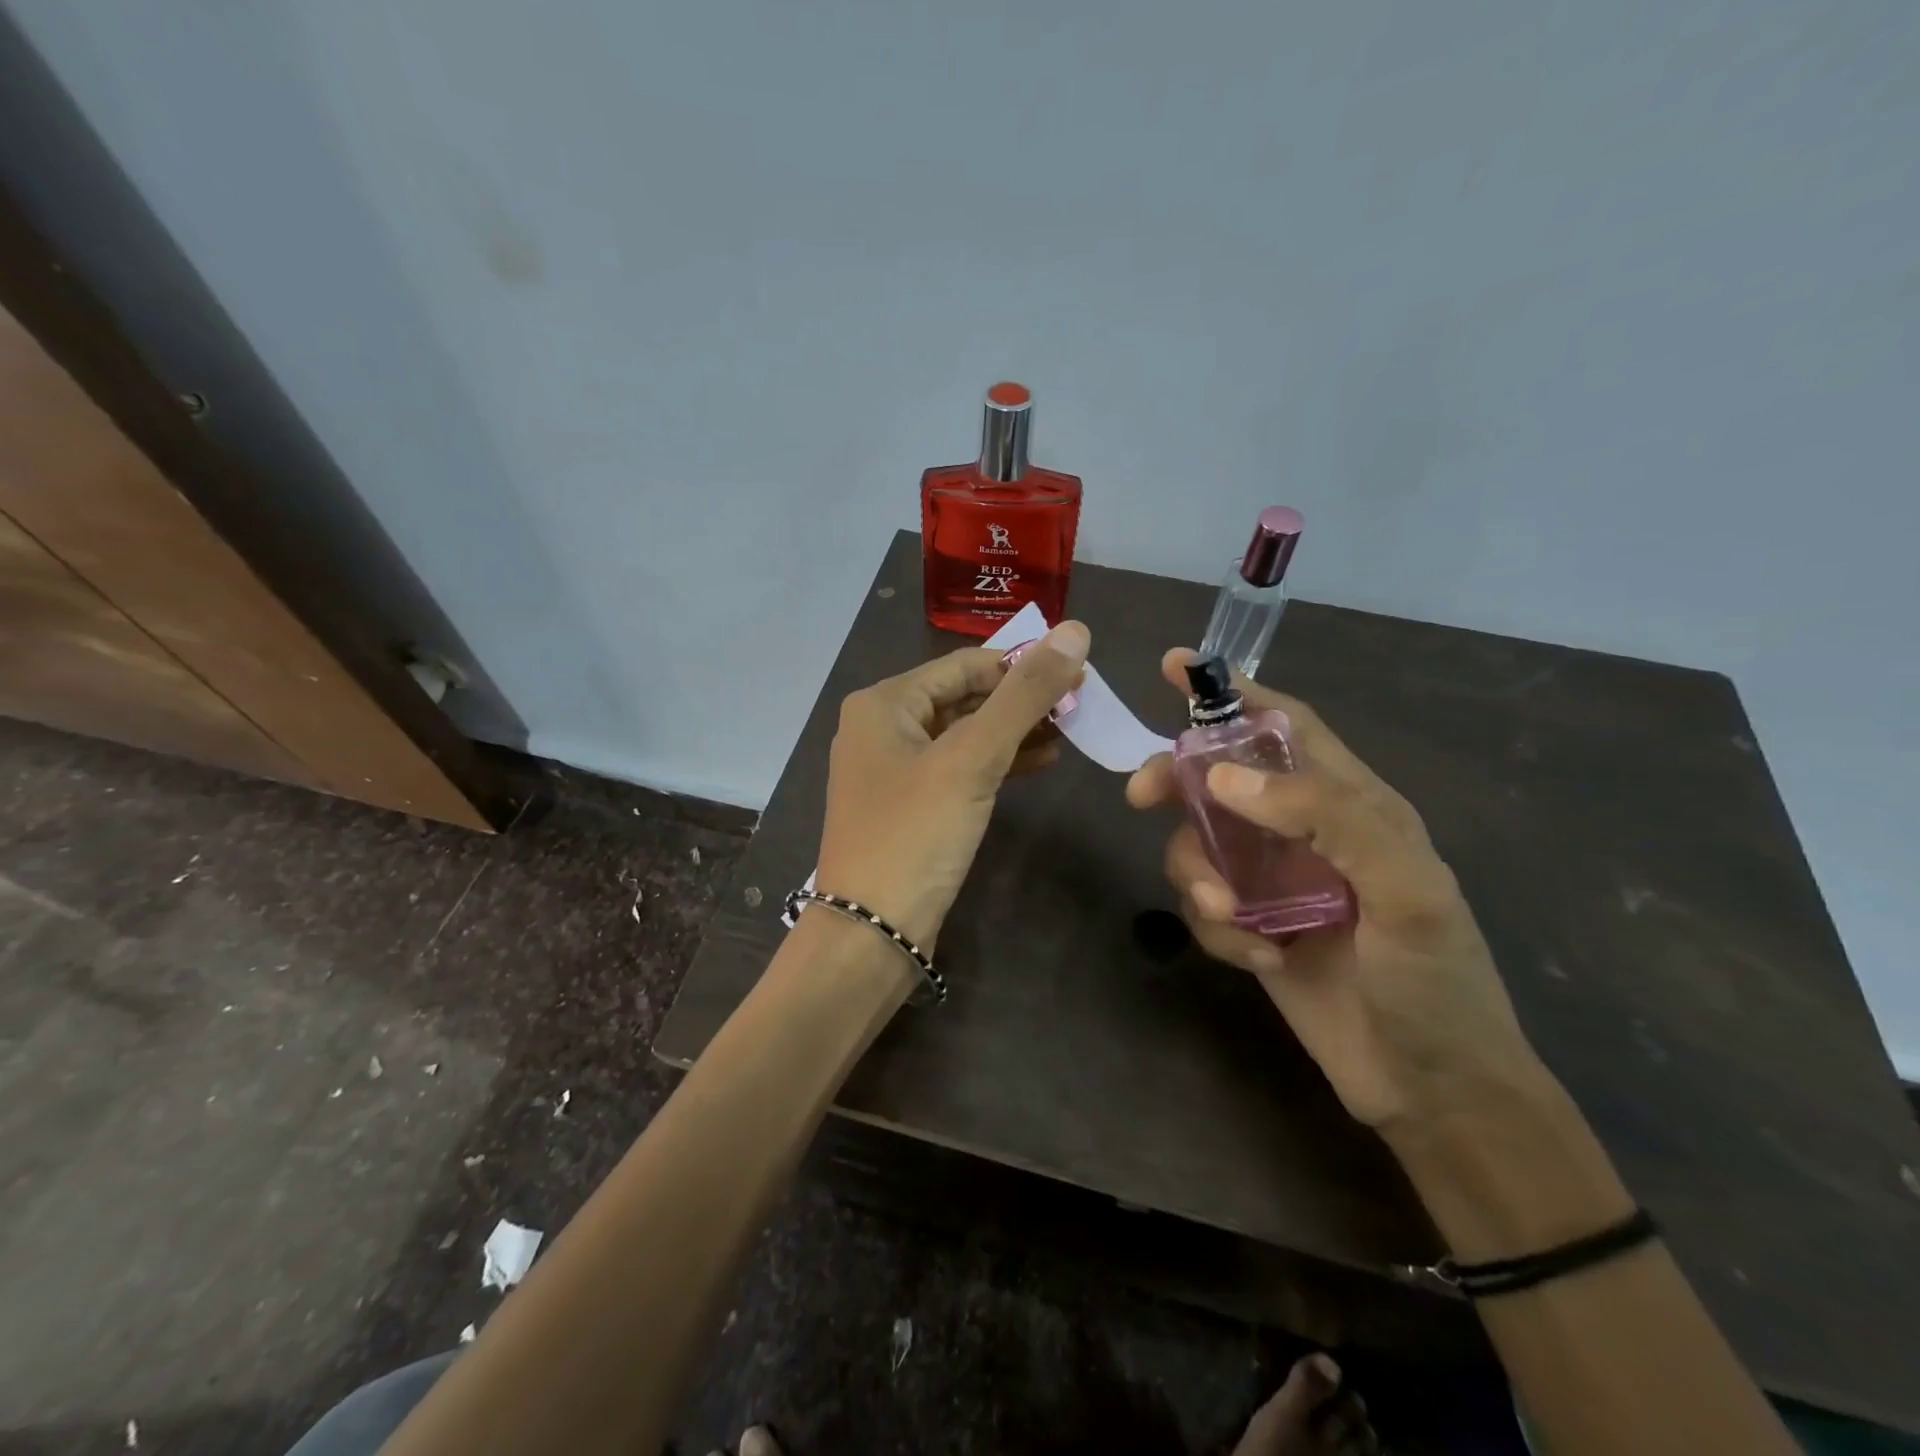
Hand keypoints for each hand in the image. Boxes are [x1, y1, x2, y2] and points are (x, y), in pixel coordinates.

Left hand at [816, 621, 1089, 950]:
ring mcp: (893, 770)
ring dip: (1013, 732)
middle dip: (1020, 701)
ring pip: (963, 735)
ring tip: (1069, 731)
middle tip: (1079, 705)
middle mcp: (882, 728)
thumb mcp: (972, 758)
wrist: (870, 933)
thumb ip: (1024, 694)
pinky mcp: (909, 807)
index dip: (1022, 664)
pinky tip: (1039, 763)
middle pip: (963, 697)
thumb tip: (1075, 631)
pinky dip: (996, 764)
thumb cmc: (915, 835)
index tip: (1078, 672)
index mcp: (884, 703)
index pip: (965, 664)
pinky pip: (958, 769)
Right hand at [1127, 650, 1545, 1132]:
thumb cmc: (1435, 983)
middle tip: (1140, 795)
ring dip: (1198, 876)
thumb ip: (1325, 815)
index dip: (1232, 692)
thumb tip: (1224, 777)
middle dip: (1177, 781)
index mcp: (1351, 803)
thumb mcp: (1404, 889)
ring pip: (1198, 845)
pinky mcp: (1252, 926)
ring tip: (1233, 918)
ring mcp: (1273, 881)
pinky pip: (1204, 905)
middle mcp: (1304, 832)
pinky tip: (1260, 959)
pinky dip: (1218, 927)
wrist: (1432, 1091)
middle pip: (1219, 780)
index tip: (1172, 668)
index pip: (1286, 726)